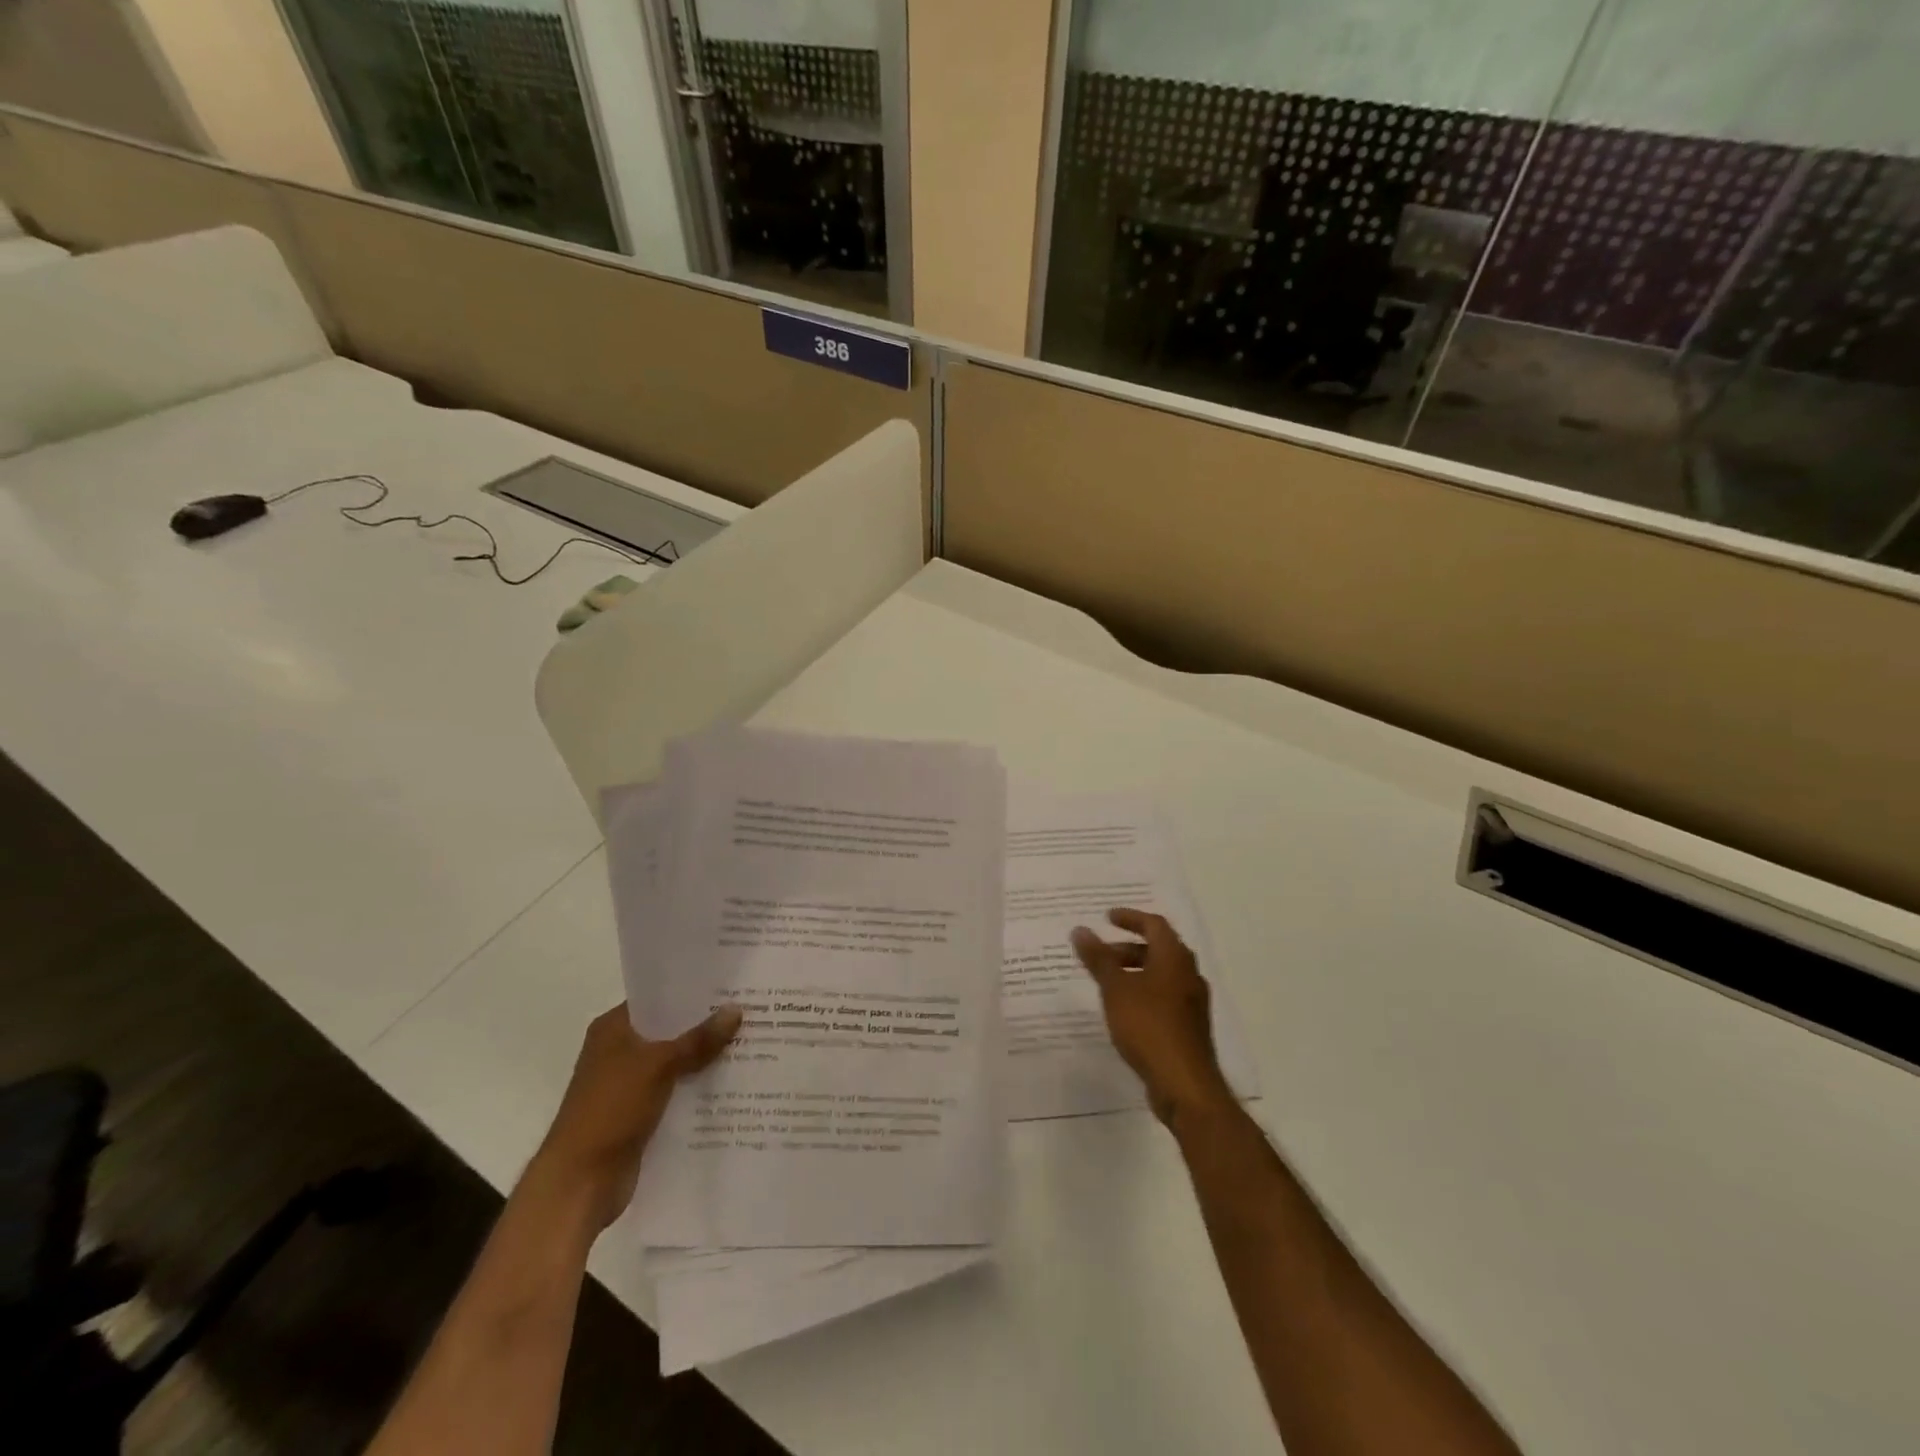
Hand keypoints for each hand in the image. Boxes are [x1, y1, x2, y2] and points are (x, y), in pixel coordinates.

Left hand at [532, 1002, 740, 1229]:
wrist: (580, 1183)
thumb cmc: (611, 1110)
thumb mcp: (659, 1066)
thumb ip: (699, 1039)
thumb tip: (736, 1009)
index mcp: (613, 1029)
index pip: (658, 998)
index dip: (691, 991)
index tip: (730, 984)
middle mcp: (619, 1051)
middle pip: (670, 1030)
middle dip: (706, 1024)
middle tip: (749, 1010)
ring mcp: (629, 1085)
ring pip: (676, 1062)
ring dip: (705, 1058)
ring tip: (750, 1042)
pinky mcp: (640, 1114)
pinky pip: (676, 1091)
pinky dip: (698, 1087)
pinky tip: (733, 1082)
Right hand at [1072, 909, 1232, 1128]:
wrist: (1184, 1084)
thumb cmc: (1148, 1026)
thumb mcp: (1116, 989)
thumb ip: (1098, 958)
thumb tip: (1080, 929)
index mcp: (1175, 958)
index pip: (1154, 924)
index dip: (1130, 918)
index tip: (1106, 918)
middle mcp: (1188, 974)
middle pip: (1159, 949)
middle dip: (1129, 947)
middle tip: (1102, 952)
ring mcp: (1192, 1002)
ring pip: (1162, 974)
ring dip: (1136, 971)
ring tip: (1108, 981)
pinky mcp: (1189, 1027)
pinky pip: (1164, 997)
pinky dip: (1144, 992)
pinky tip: (1124, 1010)